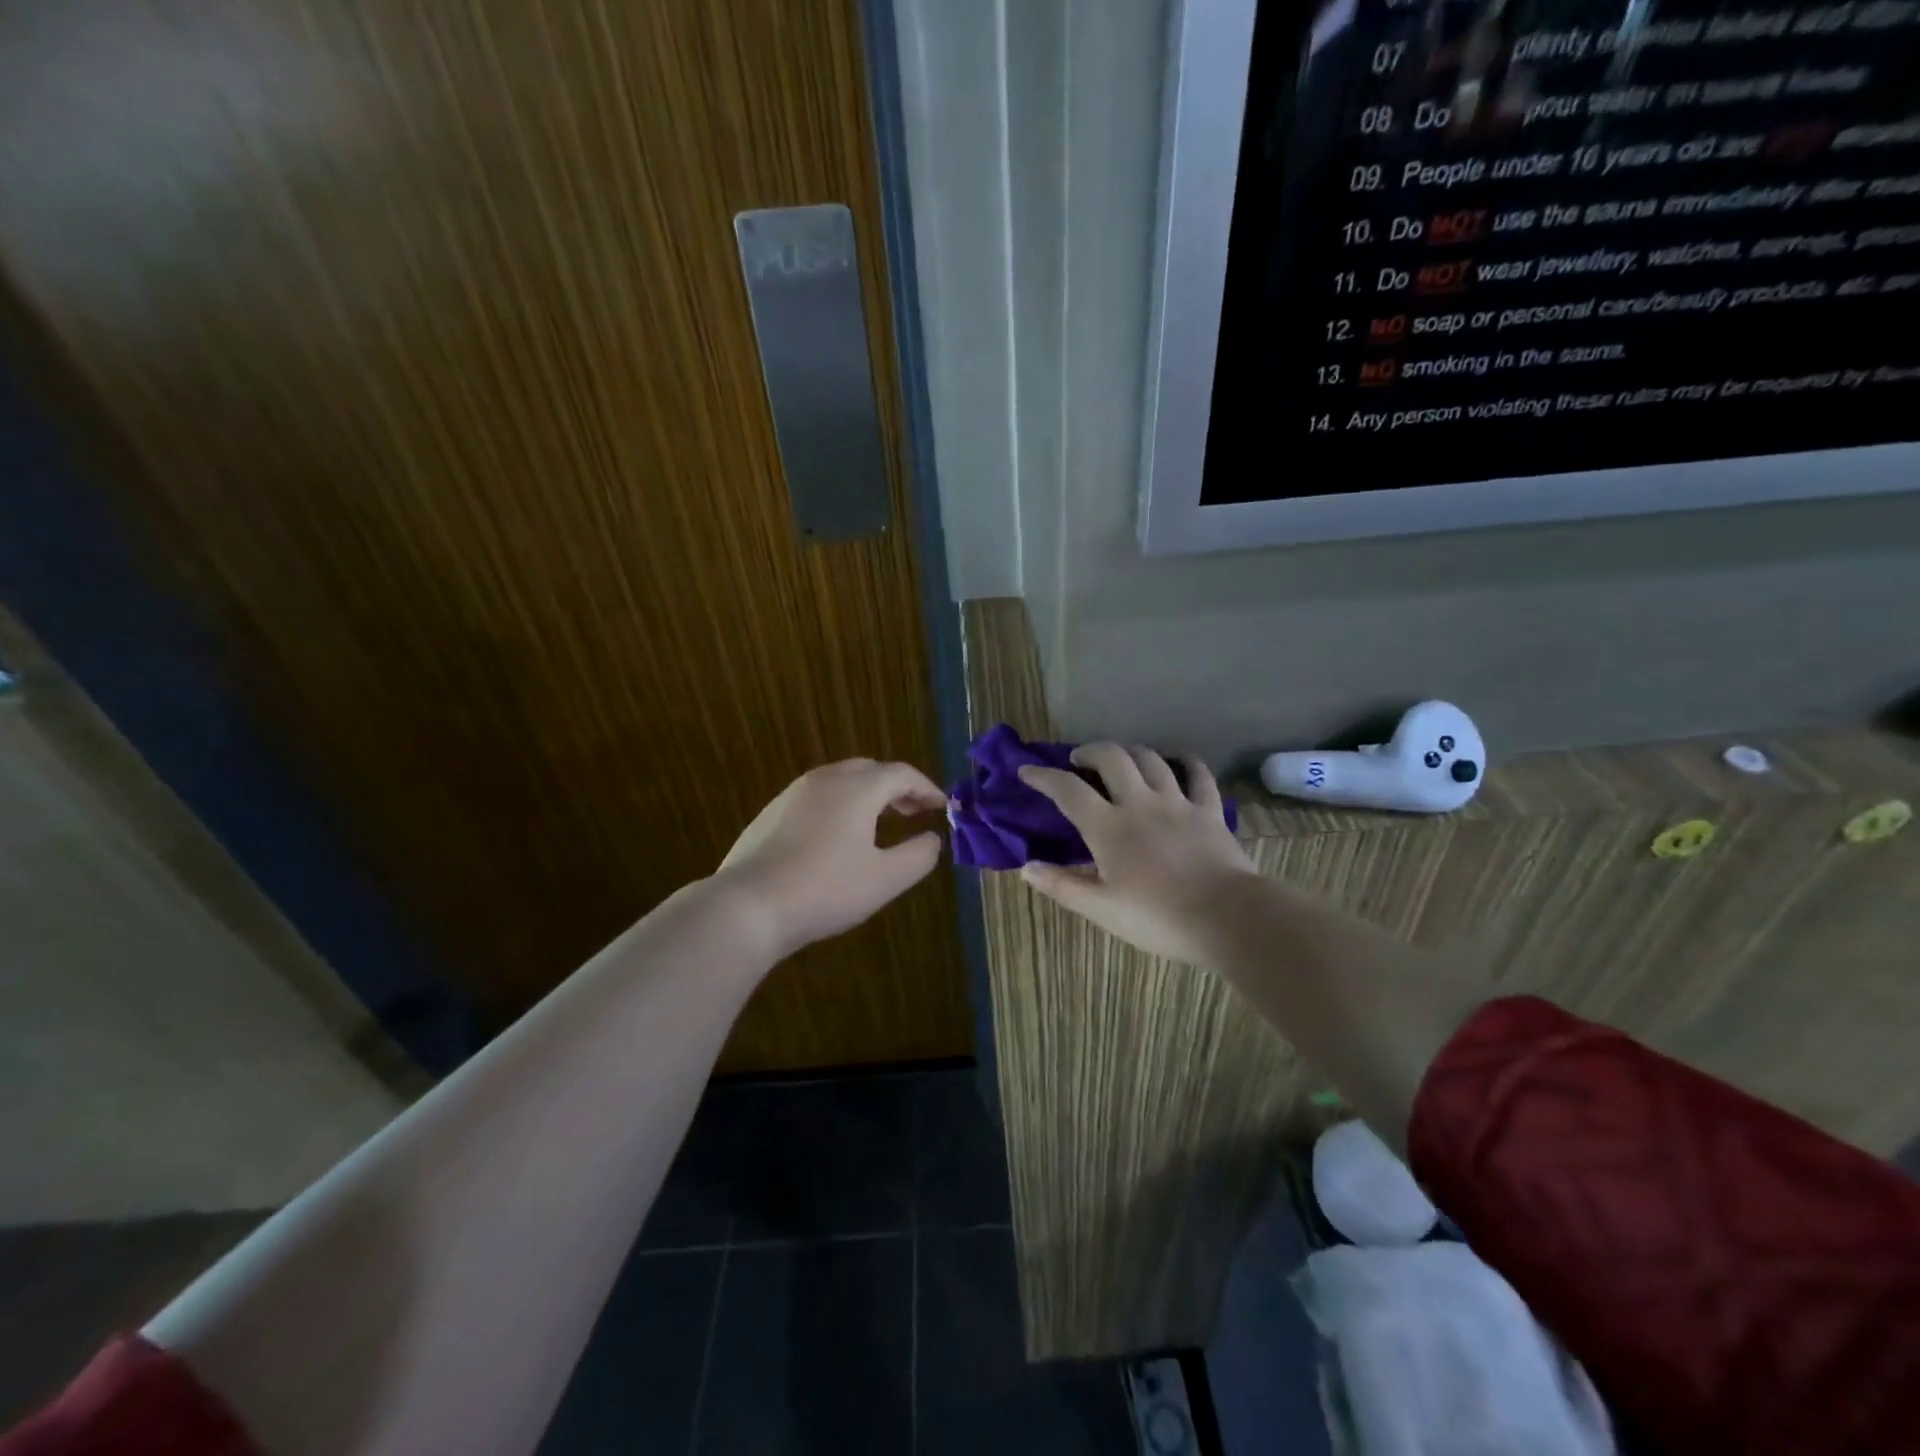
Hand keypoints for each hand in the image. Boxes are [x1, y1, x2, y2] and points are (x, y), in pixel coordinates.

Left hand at [716, 759, 946, 958]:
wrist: (748, 906)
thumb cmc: (825, 890)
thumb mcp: (885, 879)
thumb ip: (919, 856)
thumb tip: (933, 839)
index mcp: (857, 788)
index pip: (901, 774)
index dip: (927, 788)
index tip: (942, 807)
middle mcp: (825, 780)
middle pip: (870, 770)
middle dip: (897, 787)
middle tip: (914, 811)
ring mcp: (793, 794)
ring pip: (840, 780)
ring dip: (867, 794)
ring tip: (880, 821)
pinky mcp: (771, 813)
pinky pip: (817, 797)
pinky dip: (840, 805)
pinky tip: (838, 837)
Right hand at [1017, 744, 1259, 966]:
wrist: (1228, 918)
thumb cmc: (1158, 917)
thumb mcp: (1101, 909)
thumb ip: (1062, 885)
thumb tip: (1026, 867)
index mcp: (1108, 827)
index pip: (1068, 790)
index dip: (1043, 776)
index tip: (1026, 770)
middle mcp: (1140, 803)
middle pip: (1112, 758)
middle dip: (1090, 751)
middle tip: (1079, 761)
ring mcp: (1178, 803)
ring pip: (1151, 760)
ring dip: (1130, 752)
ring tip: (1121, 759)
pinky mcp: (1209, 811)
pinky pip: (1199, 776)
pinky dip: (1187, 763)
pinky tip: (1181, 762)